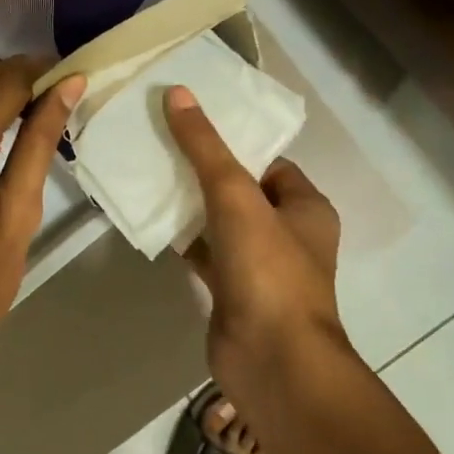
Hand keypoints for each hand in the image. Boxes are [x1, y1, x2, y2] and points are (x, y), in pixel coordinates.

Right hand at [164, 85, 344, 386]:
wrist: (272, 360)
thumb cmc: (267, 270)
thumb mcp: (237, 197)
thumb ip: (205, 147)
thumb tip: (177, 93)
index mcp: (305, 207)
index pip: (269, 163)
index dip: (234, 144)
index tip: (191, 127)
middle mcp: (287, 234)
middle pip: (241, 191)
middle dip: (204, 172)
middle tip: (160, 146)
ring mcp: (259, 266)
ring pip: (220, 224)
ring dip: (190, 206)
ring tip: (148, 175)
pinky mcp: (233, 292)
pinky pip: (205, 255)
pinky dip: (183, 241)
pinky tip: (152, 223)